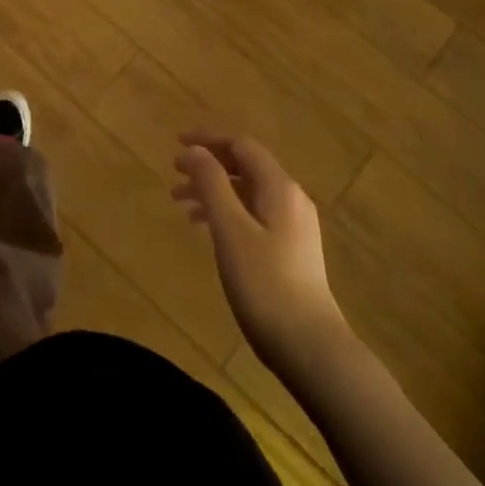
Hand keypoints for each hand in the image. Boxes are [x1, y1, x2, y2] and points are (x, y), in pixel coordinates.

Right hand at [172, 133, 350, 377]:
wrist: (310, 346)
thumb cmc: (264, 283)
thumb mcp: (230, 229)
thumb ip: (212, 184)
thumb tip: (196, 150)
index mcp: (279, 187)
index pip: (242, 146)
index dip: (208, 140)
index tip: (176, 143)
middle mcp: (291, 199)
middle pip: (245, 167)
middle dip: (208, 166)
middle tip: (174, 175)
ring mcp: (294, 226)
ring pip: (247, 193)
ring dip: (214, 190)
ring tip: (180, 204)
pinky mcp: (291, 250)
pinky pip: (253, 215)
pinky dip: (227, 212)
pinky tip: (207, 230)